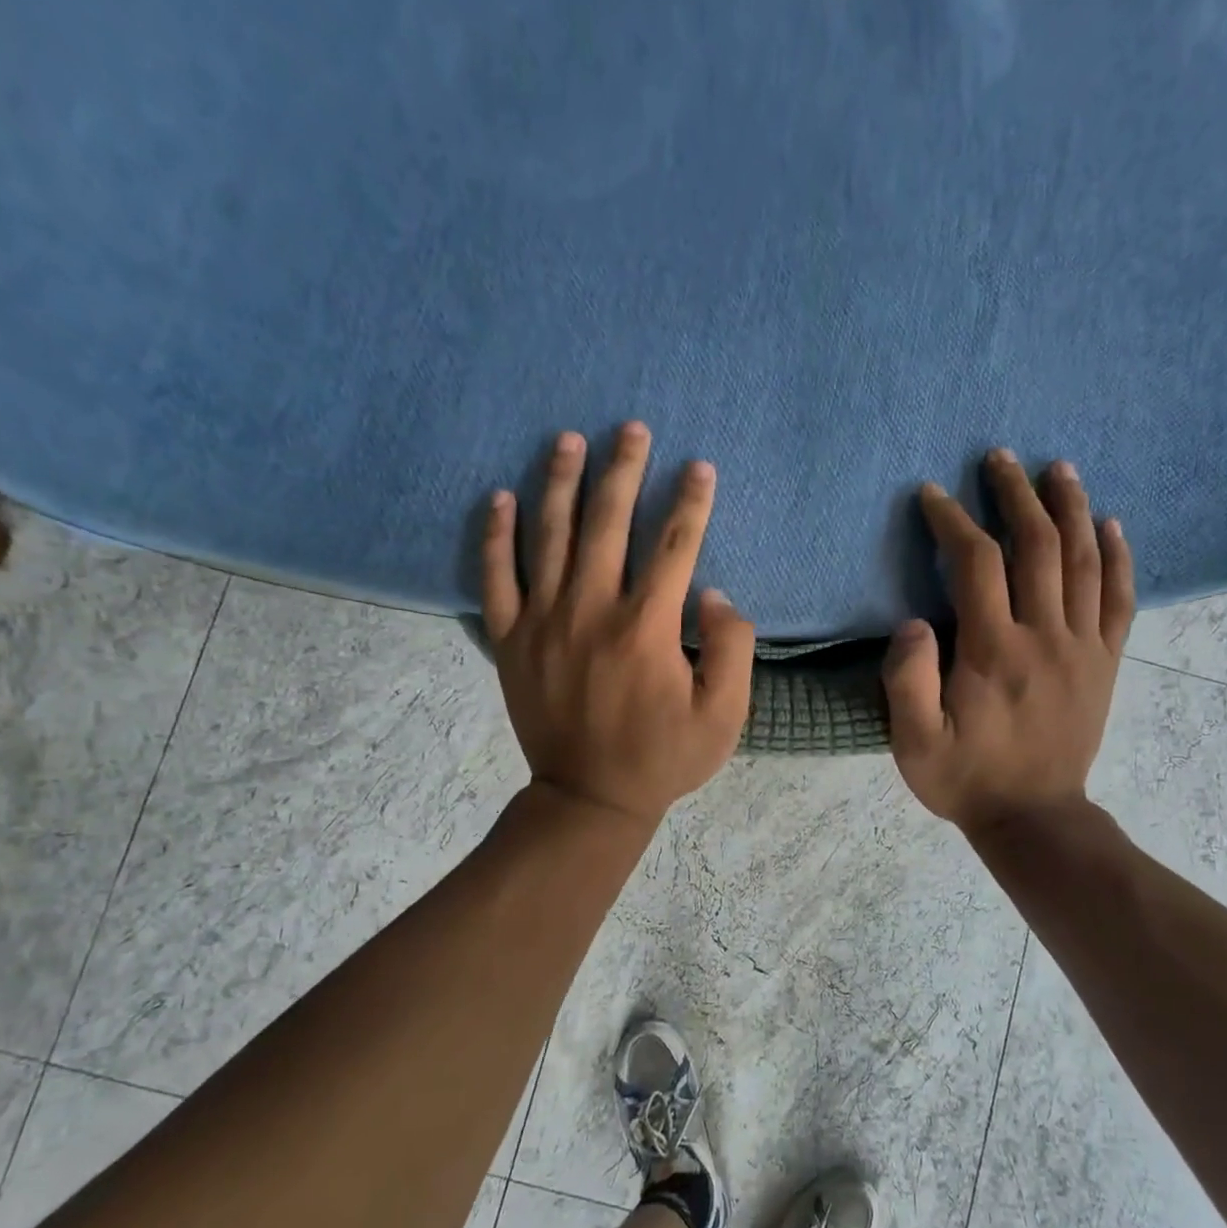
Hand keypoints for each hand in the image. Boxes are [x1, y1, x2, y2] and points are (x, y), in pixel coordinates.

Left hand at [482, 422, 755, 828]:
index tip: (699, 467)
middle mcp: (591, 611)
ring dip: (560, 482)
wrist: (588, 799)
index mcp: (646, 628)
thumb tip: (712, 594)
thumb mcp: (723, 716)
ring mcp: (543, 623)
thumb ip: (731, 649)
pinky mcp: (511, 640)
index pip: (674, 546)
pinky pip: (495, 578)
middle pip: (608, 523)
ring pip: (549, 536)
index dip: (691, 502)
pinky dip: (496, 536)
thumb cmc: (663, 758)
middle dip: (623, 470)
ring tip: (568, 440)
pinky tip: (500, 498)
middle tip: (631, 429)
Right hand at [884, 450, 1134, 834]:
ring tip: (1058, 469)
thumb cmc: (966, 778)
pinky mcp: (1105, 662)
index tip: (932, 494)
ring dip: (1070, 508)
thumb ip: (908, 682)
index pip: (977, 564)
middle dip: (1015, 495)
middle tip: (999, 457)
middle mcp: (1045, 636)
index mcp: (993, 651)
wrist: (1035, 818)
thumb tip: (913, 621)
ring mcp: (1083, 647)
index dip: (954, 521)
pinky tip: (1112, 525)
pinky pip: (1120, 598)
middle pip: (1037, 545)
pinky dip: (1119, 556)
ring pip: (1083, 560)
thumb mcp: (914, 744)